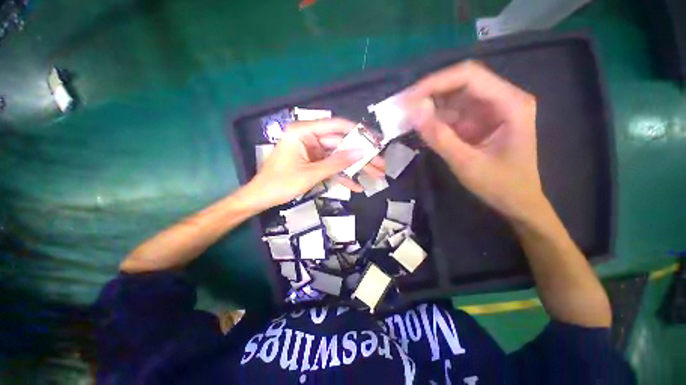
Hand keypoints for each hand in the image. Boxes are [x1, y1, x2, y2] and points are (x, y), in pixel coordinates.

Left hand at [244, 118, 384, 209]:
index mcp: (303, 132)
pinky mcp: (314, 163)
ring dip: (356, 168)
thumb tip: (361, 153)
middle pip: (341, 145)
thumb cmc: (280, 184)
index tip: (376, 140)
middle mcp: (309, 138)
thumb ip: (336, 163)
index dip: (358, 133)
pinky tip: (357, 186)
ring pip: (339, 157)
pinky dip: (343, 176)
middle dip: (362, 157)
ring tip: (376, 175)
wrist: (261, 198)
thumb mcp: (311, 174)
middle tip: (381, 164)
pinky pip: (331, 167)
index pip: (336, 126)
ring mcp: (312, 152)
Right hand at [405, 61, 544, 221]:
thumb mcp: (466, 164)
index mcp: (511, 104)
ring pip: (454, 97)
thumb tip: (413, 112)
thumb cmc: (500, 185)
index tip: (409, 98)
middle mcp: (502, 99)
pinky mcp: (479, 121)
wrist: (517, 202)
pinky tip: (420, 125)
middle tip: (403, 106)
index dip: (436, 82)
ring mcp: (490, 110)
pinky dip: (435, 118)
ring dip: (430, 105)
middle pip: (461, 82)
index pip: (469, 77)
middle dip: (430, 92)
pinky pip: (453, 112)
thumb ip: (439, 137)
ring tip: (407, 116)